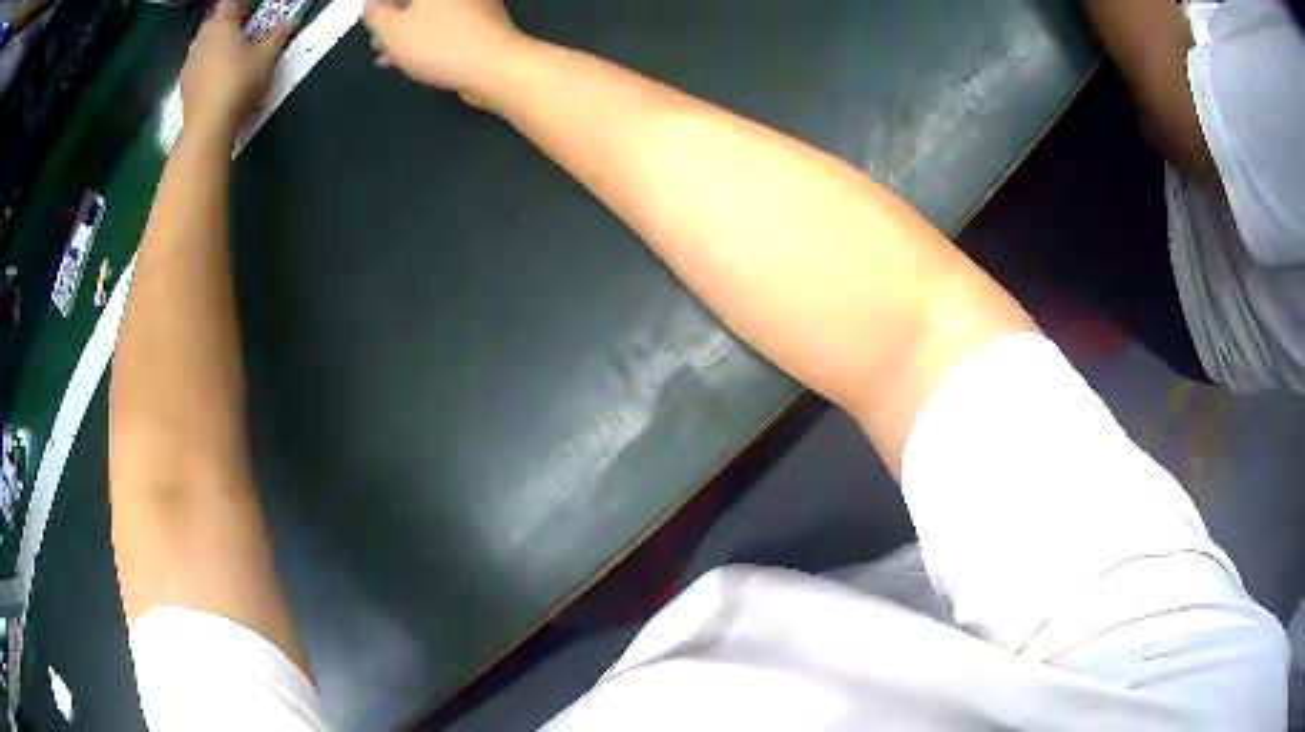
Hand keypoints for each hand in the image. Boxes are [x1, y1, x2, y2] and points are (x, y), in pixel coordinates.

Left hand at [181, 0, 290, 138]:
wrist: (207, 129)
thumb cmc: (237, 84)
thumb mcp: (266, 57)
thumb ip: (278, 36)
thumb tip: (291, 23)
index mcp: (221, 25)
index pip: (230, 2)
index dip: (243, 3)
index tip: (254, 8)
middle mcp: (201, 40)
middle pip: (214, 20)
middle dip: (229, 20)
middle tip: (245, 26)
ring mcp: (190, 64)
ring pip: (204, 42)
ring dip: (217, 42)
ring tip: (232, 50)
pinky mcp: (185, 86)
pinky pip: (198, 63)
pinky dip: (209, 62)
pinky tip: (218, 73)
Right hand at [364, 0, 522, 102]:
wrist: (495, 67)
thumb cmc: (443, 44)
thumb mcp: (392, 30)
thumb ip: (374, 15)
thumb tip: (372, 8)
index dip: (380, 6)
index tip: (372, 18)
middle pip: (416, 2)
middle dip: (393, 16)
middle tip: (378, 36)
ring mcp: (473, 3)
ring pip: (429, 12)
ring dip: (405, 29)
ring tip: (386, 52)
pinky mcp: (480, 21)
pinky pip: (443, 23)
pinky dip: (423, 36)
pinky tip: (407, 57)